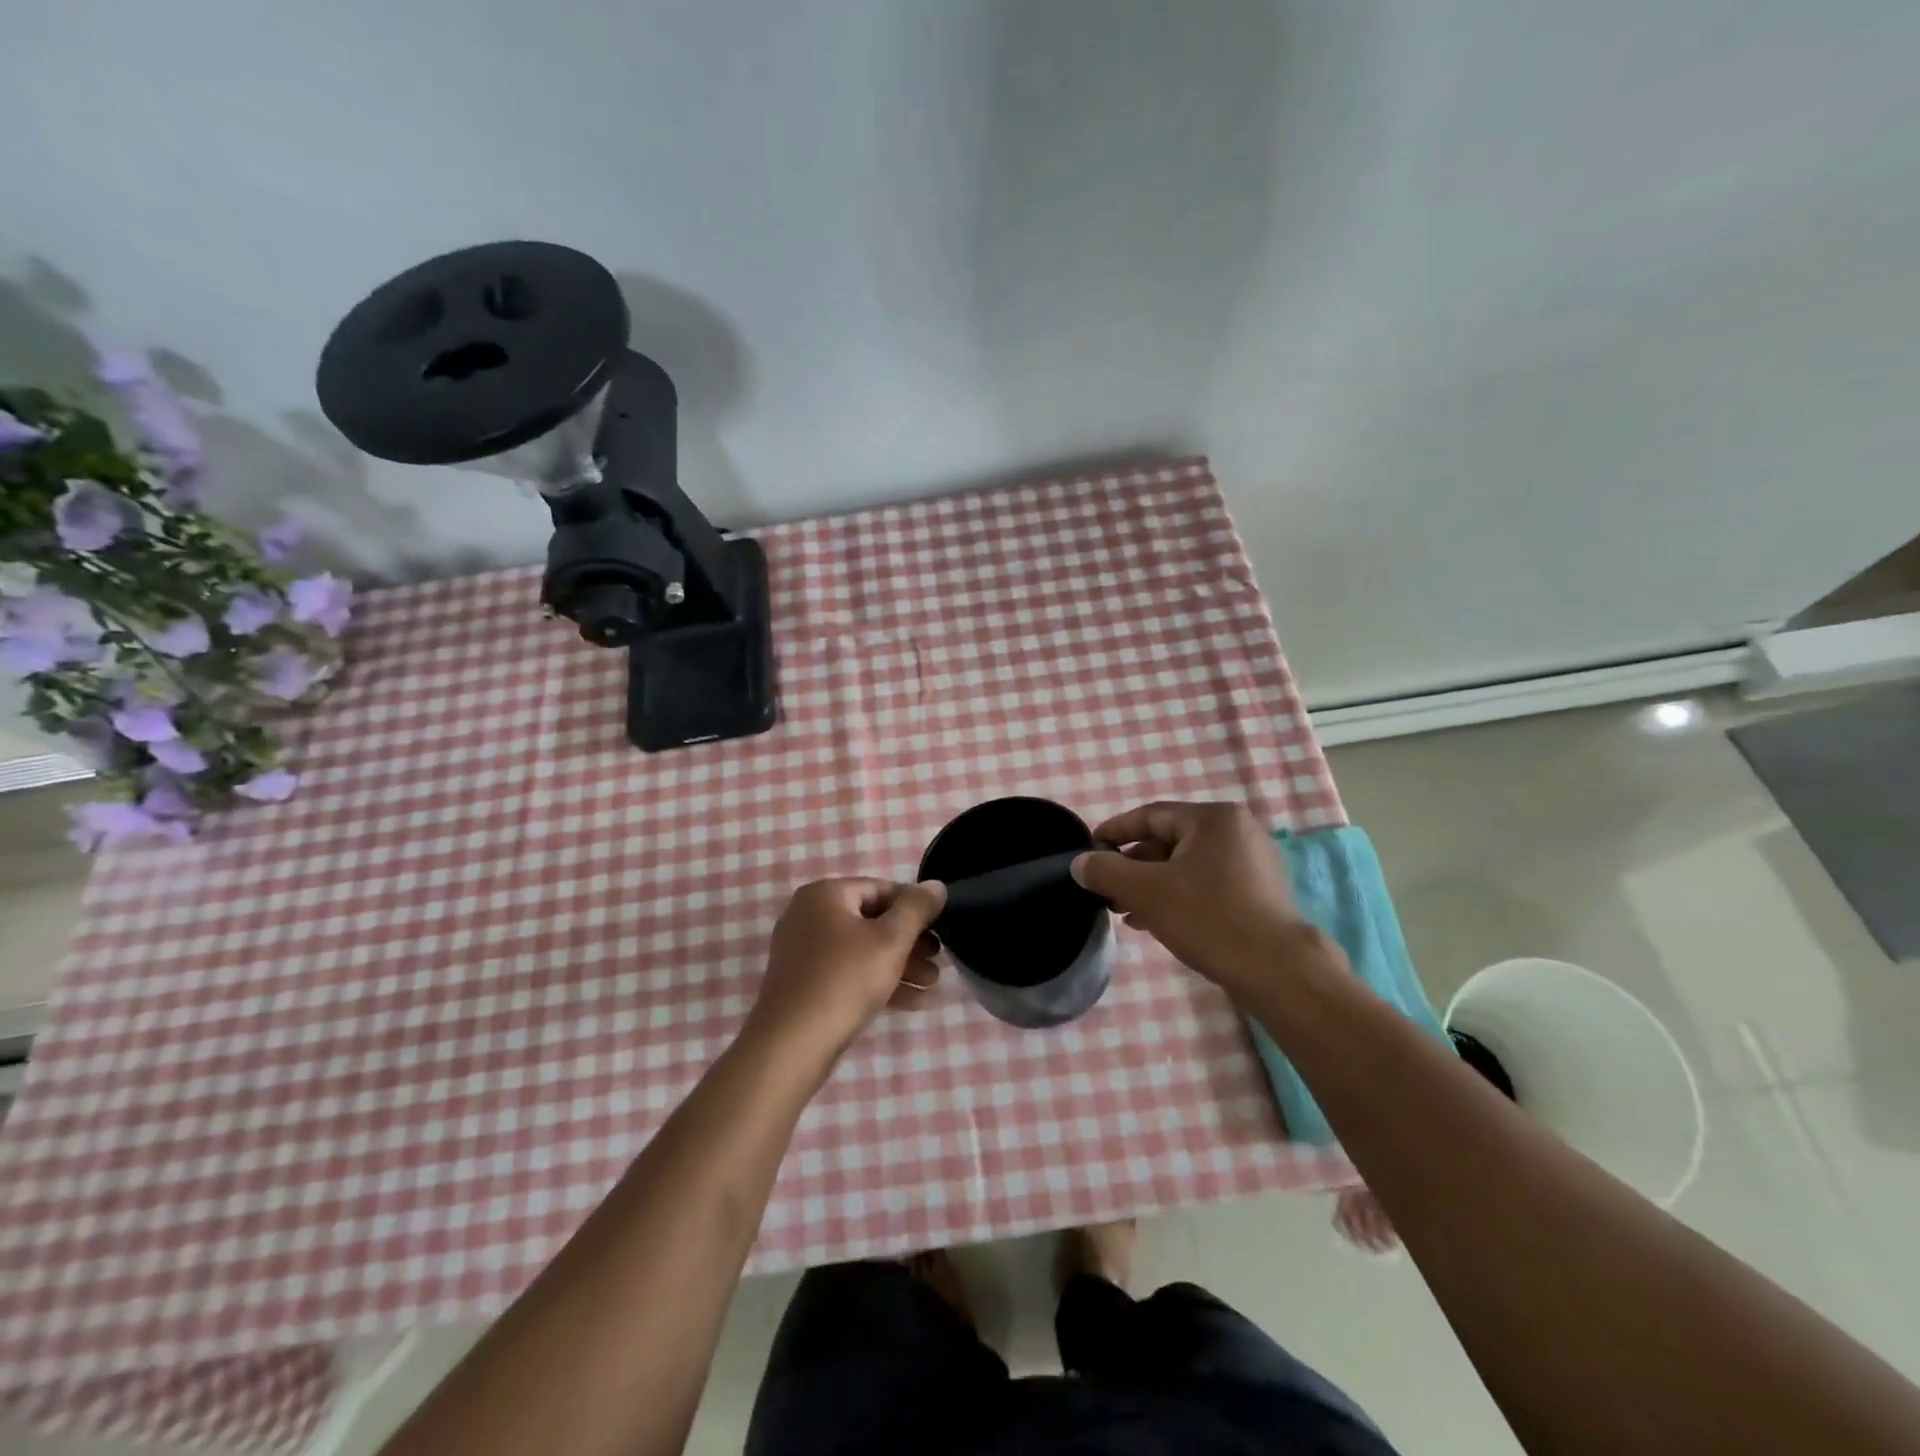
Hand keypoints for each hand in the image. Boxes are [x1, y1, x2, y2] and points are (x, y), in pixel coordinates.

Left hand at [747, 878, 947, 1056]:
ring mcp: (803, 951)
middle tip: (938, 960)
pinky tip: (912, 1002)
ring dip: (900, 965)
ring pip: (862, 950)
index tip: (940, 928)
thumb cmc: (845, 979)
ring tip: (932, 985)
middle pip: (872, 921)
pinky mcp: (804, 984)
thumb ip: (917, 908)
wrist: (792, 1045)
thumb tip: (936, 885)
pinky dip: (878, 982)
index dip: (914, 907)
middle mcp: (809, 915)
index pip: (881, 889)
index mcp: (825, 894)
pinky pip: (848, 973)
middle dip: (910, 942)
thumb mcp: (891, 940)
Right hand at [1071, 801, 1306, 992]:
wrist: (1277, 971)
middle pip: (1168, 841)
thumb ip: (1107, 872)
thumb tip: (1079, 862)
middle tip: (1105, 889)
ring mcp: (1252, 863)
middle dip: (1132, 866)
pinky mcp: (1258, 893)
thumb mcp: (1147, 892)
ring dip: (1151, 885)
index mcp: (1213, 819)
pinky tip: (1154, 922)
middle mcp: (1236, 831)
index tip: (1088, 849)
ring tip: (1123, 910)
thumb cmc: (1209, 918)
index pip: (1150, 816)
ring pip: (1185, 866)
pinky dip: (1177, 896)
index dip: (1114, 831)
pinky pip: (1206, 884)